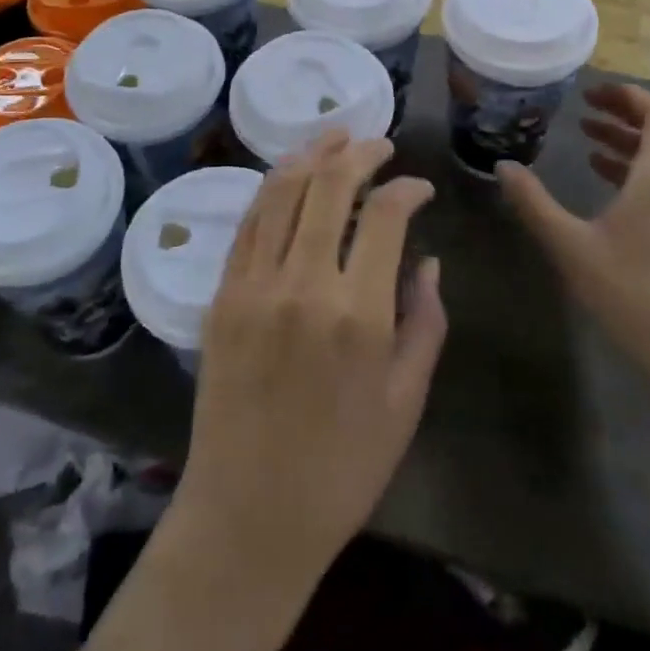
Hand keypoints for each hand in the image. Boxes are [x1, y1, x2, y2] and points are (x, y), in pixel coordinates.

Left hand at [174, 133, 446, 602]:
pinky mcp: (221, 295)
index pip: (384, 216)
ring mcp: (253, 285)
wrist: (249, 514)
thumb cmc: (342, 469)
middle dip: (359, 153)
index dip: (407, 189)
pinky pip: (248, 223)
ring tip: (334, 136)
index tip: (420, 188)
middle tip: (378, 143)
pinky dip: (271, 189)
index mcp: (358, 314)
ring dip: (310, 155)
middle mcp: (303, 285)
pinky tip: (290, 176)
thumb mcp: (406, 401)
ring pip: (280, 192)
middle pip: (328, 186)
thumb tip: (428, 259)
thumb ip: (425, 321)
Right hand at [497, 85, 649, 384]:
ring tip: (586, 134)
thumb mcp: (569, 245)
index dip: (627, 95)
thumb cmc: (628, 291)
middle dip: (623, 112)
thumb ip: (534, 202)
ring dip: (626, 139)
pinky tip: (601, 175)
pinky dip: (632, 166)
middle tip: (583, 107)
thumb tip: (503, 166)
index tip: (590, 92)